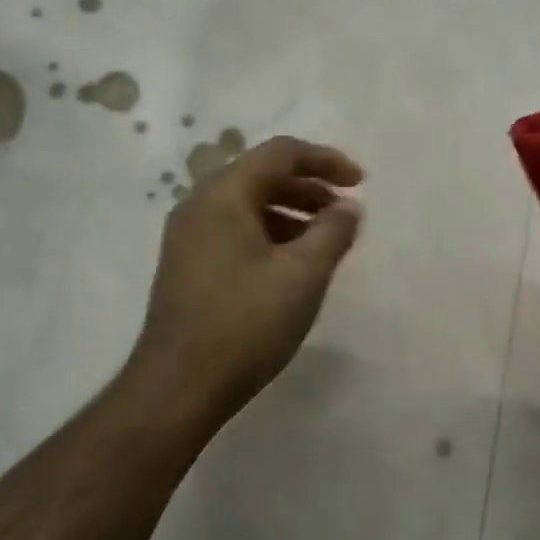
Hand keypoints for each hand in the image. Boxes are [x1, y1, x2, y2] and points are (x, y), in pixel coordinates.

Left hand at [129, 136, 363, 423]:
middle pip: (261, 176)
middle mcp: (199, 206)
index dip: (325, 160)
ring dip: (292, 213)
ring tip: (325, 241)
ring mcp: (189, 238)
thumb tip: (348, 208)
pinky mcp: (189, 267)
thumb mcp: (302, 275)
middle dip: (310, 188)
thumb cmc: (245, 323)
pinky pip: (236, 232)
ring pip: (248, 206)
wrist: (179, 386)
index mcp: (223, 196)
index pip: (280, 154)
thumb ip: (332, 232)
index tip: (361, 183)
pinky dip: (271, 236)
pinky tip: (292, 266)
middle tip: (345, 212)